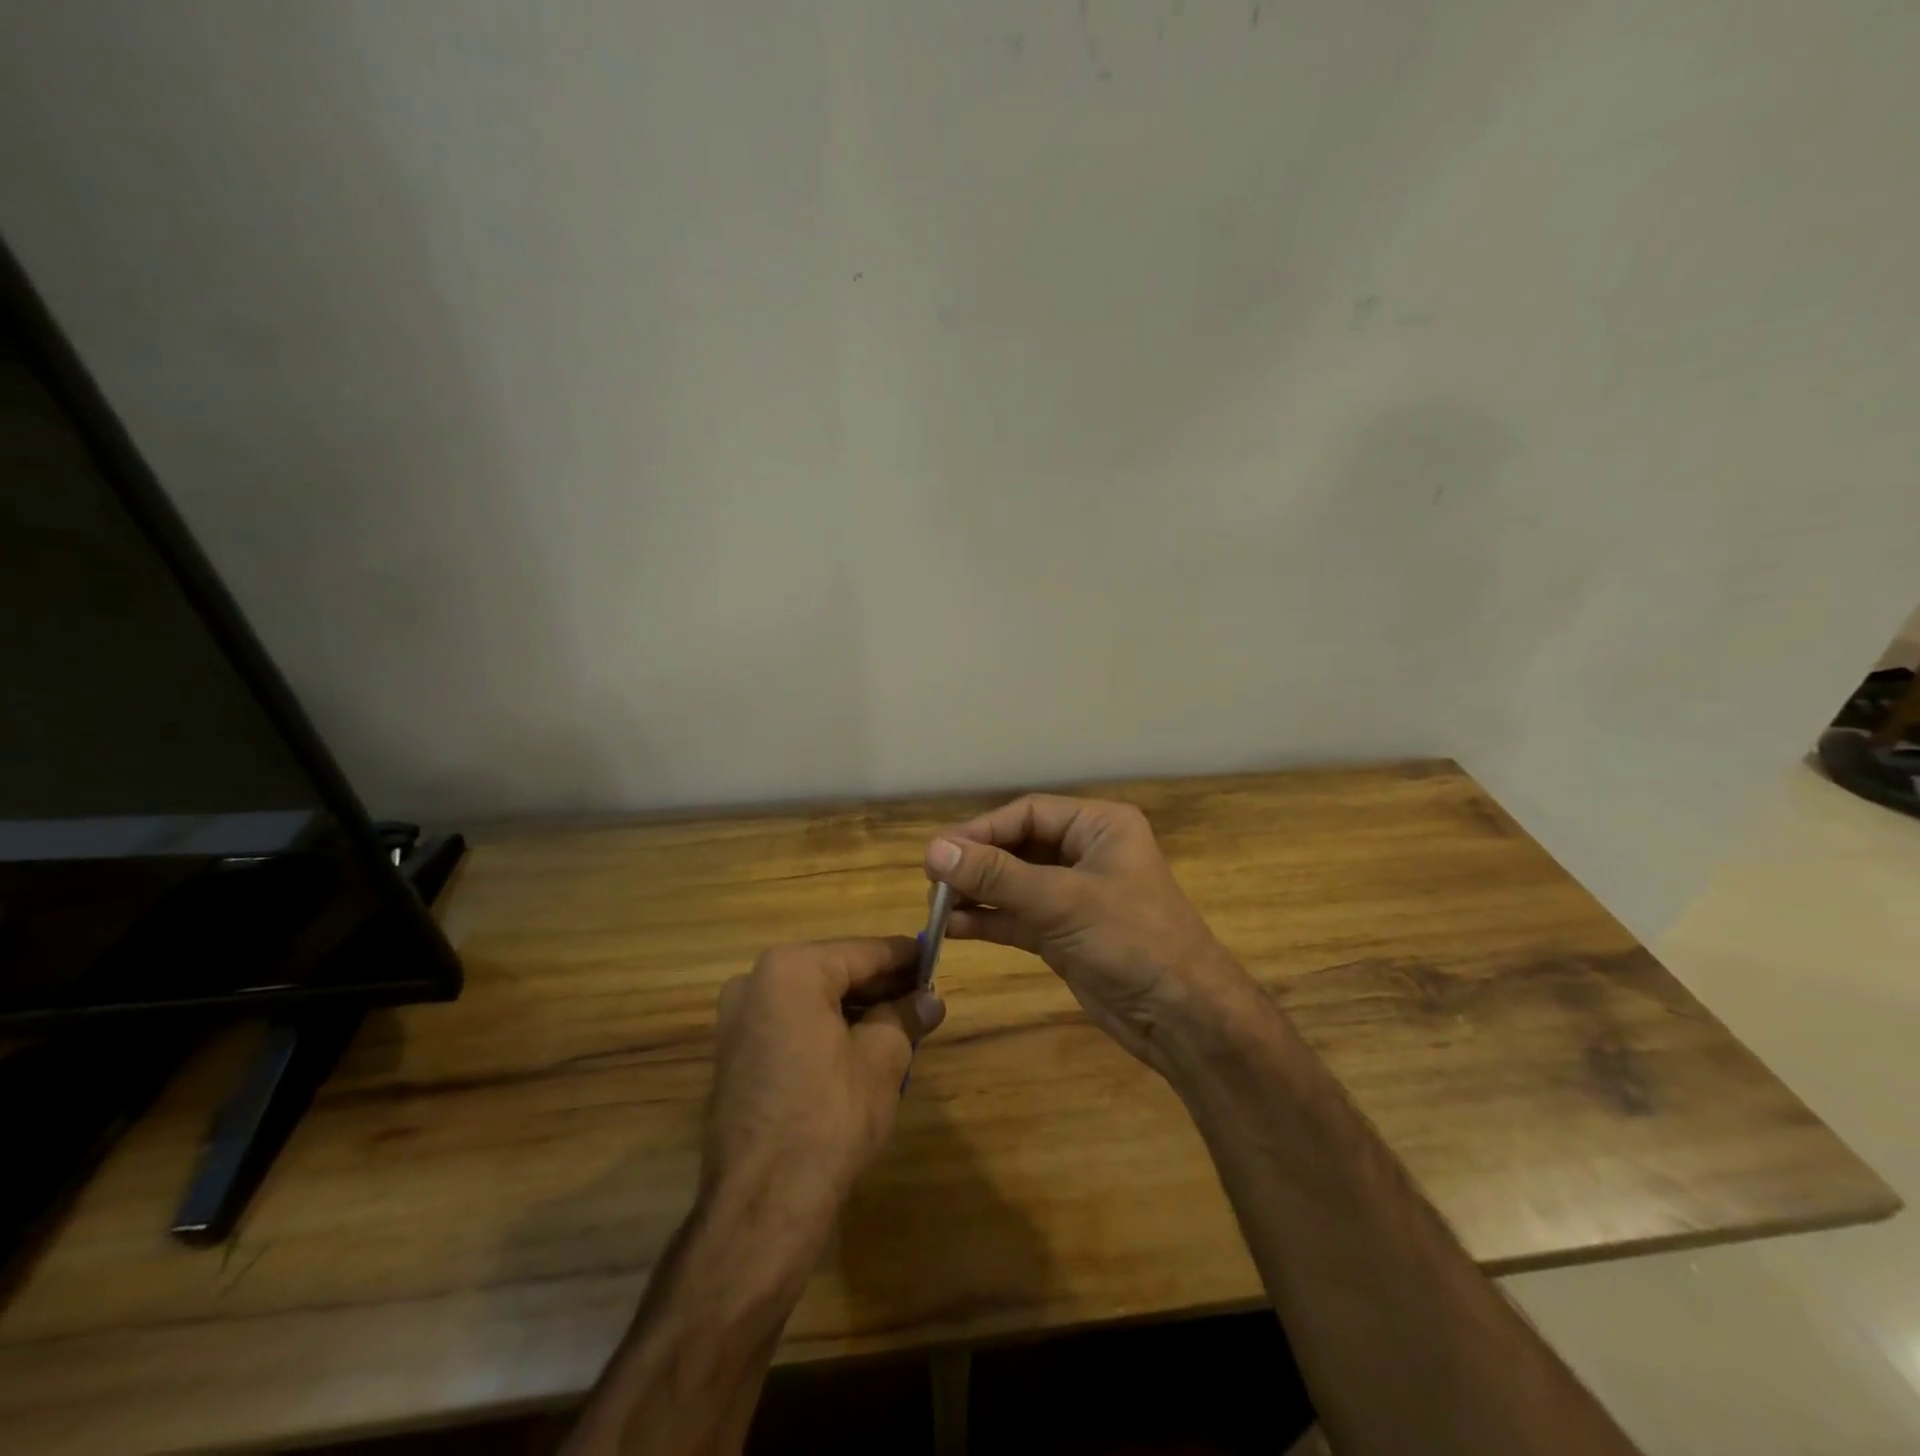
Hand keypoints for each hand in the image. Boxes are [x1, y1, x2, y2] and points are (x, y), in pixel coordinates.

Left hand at [704, 938, 944, 1230]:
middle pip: (834, 971)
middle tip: (922, 998)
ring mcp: (737, 1019)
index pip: (864, 952)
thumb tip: (930, 999)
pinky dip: (825, 1028)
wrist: (763, 1205)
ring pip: (812, 998)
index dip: (905, 958)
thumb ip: (906, 1017)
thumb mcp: (882, 1059)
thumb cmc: (829, 1117)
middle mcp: (755, 981)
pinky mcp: (734, 1054)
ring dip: (855, 1008)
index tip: (935, 960)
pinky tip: (860, 1047)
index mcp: (791, 970)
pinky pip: (790, 1023)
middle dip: (880, 985)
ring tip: (899, 1024)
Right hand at [924, 795, 1262, 1074]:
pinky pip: (1016, 917)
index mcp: (1098, 826)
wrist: (1183, 1017)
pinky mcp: (1063, 933)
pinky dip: (987, 921)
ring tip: (934, 906)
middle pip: (1017, 846)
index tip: (939, 852)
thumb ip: (997, 876)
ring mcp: (1073, 895)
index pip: (1028, 813)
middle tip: (931, 880)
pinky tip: (952, 928)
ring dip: (976, 893)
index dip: (982, 830)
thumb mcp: (1062, 901)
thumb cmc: (1132, 940)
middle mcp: (1085, 853)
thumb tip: (934, 850)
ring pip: (1012, 884)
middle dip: (976, 863)